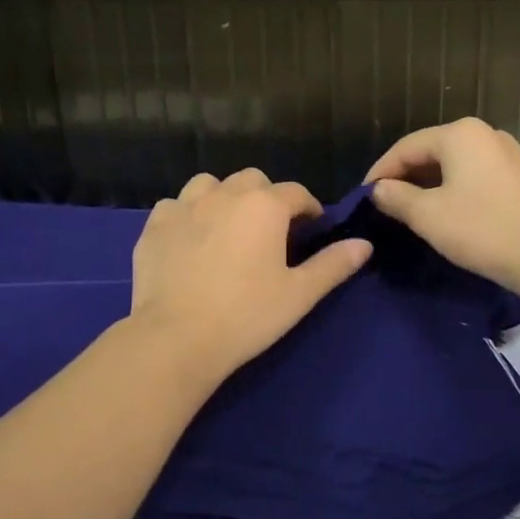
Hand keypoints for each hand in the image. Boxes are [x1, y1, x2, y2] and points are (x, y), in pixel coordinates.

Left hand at [130, 169, 371, 381]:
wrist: (176, 338)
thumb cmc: (247, 315)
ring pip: (210, 185)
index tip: (311, 230)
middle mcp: (225, 194)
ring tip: (227, 227)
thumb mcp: (299, 294)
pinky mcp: (154, 225)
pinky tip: (189, 239)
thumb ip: (333, 264)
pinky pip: (175, 206)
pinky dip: (186, 215)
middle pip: (253, 180)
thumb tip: (365, 244)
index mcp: (265, 206)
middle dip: (266, 198)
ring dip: (223, 198)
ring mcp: (184, 206)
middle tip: (269, 232)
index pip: (297, 193)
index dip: (309, 209)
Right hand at [365, 118, 519, 291]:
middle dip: (405, 176)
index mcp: (459, 133)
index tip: (363, 196)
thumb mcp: (428, 215)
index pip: (406, 147)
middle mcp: (484, 133)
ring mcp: (505, 152)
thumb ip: (396, 197)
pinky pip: (473, 173)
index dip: (381, 171)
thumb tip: (379, 189)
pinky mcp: (518, 174)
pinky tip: (443, 209)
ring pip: (453, 163)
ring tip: (408, 208)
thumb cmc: (481, 229)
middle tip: (383, 203)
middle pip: (431, 150)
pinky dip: (452, 187)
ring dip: (428, 183)